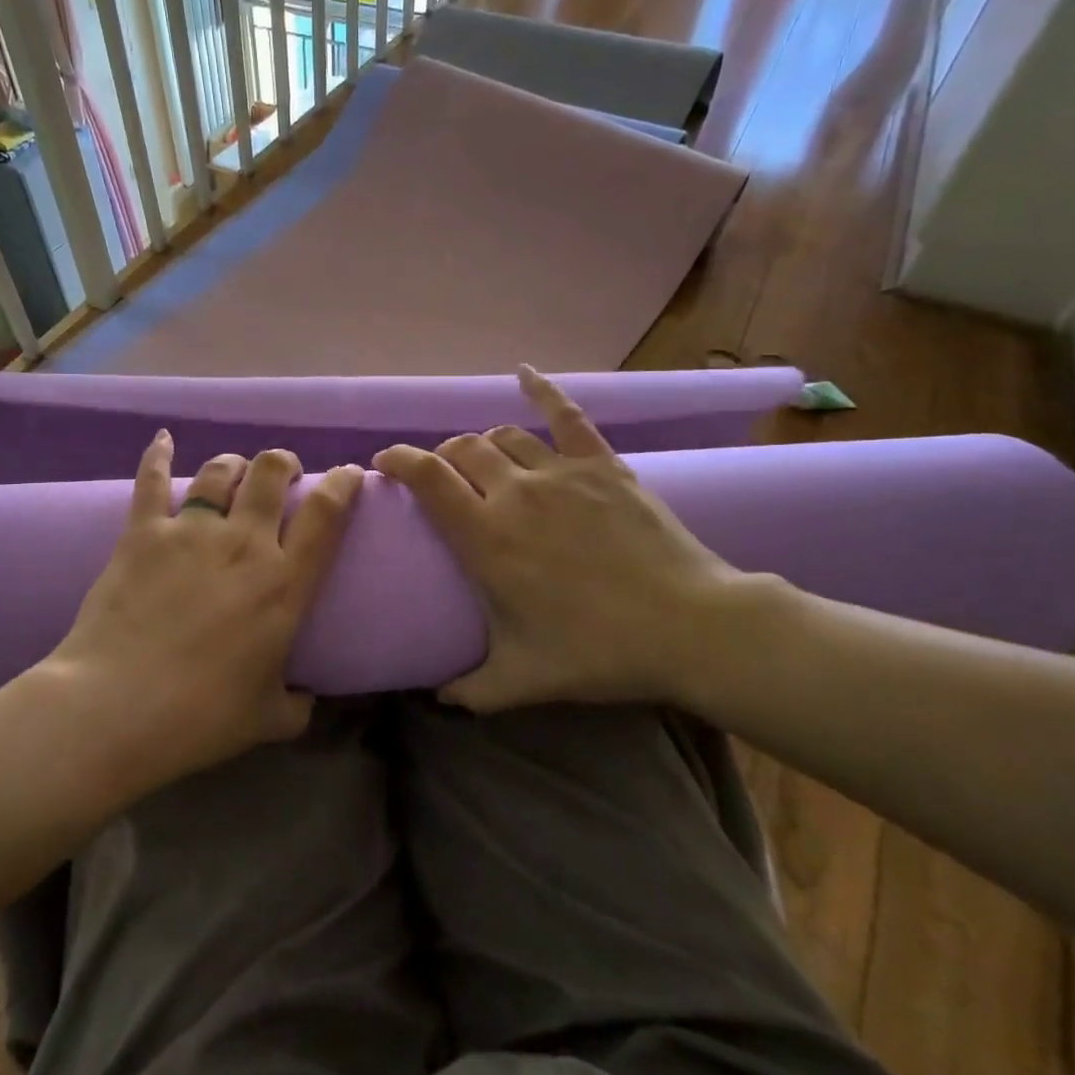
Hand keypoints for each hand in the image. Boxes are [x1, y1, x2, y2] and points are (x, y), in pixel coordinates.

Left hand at [44, 433, 363, 783]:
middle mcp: (243, 543)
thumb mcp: (267, 718)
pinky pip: (153, 481)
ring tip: (235, 470)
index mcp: (283, 583)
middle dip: (283, 463)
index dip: (343, 483)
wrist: (116, 708)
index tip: (348, 474)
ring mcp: (191, 532)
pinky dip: (159, 456)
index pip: (327, 513)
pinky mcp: (143, 533)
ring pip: (221, 471)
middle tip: (283, 475)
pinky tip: (163, 439)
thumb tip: (307, 699)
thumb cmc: (201, 716)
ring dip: (234, 464)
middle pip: (272, 472)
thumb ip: (297, 704)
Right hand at [373, 366, 766, 711]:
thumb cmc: (597, 651)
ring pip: (503, 435)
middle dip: (441, 458)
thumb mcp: (521, 679)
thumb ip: (470, 689)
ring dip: (483, 444)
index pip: (426, 478)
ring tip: (483, 460)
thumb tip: (438, 699)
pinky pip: (567, 415)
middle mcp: (514, 492)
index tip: (384, 464)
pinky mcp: (602, 464)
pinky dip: (543, 391)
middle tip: (442, 478)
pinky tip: (524, 375)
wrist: (690, 627)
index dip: (398, 461)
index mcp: (485, 536)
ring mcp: (560, 472)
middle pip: (461, 449)